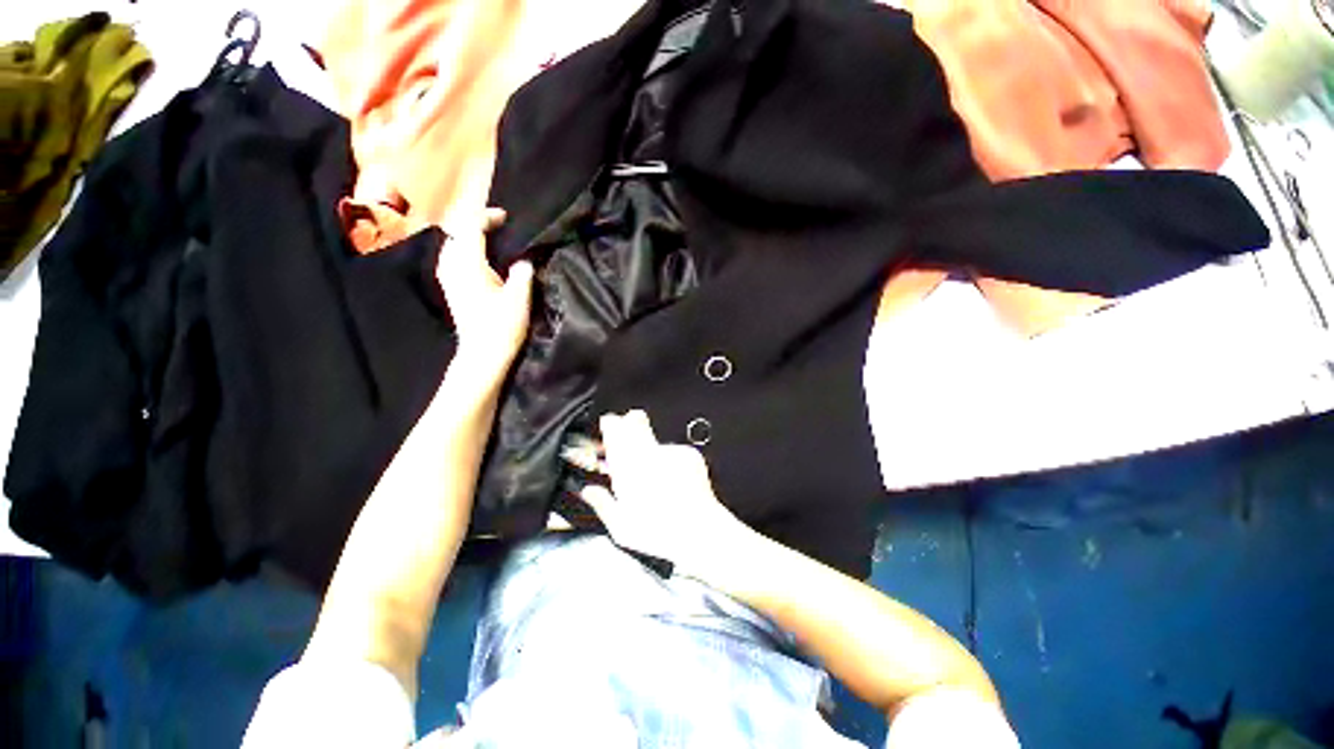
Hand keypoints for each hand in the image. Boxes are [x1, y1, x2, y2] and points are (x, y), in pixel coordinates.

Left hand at [436, 208, 532, 380]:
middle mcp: (452, 266)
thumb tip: (524, 260)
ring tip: (491, 240)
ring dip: (470, 237)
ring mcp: (448, 277)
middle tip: (499, 227)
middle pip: (458, 232)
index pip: (470, 227)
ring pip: (453, 245)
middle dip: (476, 224)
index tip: (505, 217)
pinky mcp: (451, 288)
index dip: (486, 217)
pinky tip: (481, 259)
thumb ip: (521, 273)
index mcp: (468, 264)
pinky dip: (466, 251)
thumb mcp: (519, 298)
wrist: (483, 354)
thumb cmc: (501, 326)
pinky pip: (453, 258)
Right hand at [579, 411, 755, 577]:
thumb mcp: (621, 527)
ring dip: (650, 451)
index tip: (607, 430)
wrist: (701, 532)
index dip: (609, 426)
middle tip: (625, 440)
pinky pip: (673, 452)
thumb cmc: (660, 533)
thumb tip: (589, 491)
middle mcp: (650, 451)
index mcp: (628, 466)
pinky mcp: (690, 454)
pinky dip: (669, 462)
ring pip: (654, 440)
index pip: (615, 428)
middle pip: (636, 420)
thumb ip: (602, 503)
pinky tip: (671, 482)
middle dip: (629, 425)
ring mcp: (672, 451)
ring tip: (653, 477)